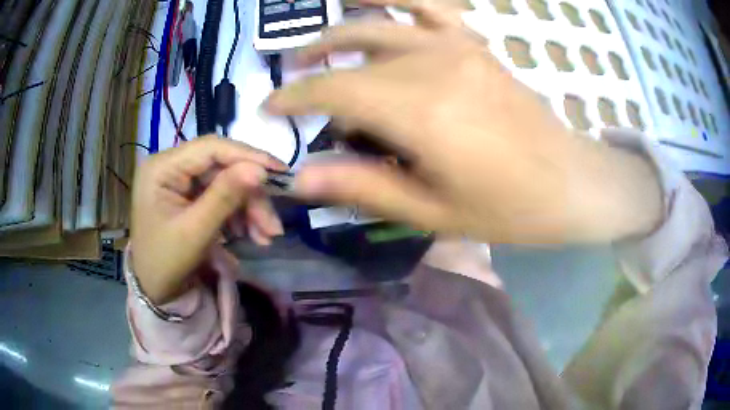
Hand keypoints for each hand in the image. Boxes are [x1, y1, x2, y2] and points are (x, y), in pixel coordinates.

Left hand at [130, 137, 286, 304]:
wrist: (156, 292)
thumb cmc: (165, 263)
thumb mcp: (195, 231)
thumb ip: (225, 196)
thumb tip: (260, 170)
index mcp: (162, 167)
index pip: (210, 148)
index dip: (247, 156)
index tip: (280, 172)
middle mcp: (171, 166)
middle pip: (222, 167)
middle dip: (250, 195)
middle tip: (273, 225)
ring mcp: (181, 181)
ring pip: (226, 182)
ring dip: (249, 208)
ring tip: (266, 236)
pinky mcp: (190, 195)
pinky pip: (222, 196)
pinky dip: (240, 214)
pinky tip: (252, 234)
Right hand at [266, 0, 662, 243]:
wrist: (569, 183)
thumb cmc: (507, 209)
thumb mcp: (433, 212)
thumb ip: (363, 188)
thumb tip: (301, 179)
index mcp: (420, 112)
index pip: (334, 90)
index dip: (294, 96)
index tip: (269, 106)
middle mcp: (432, 65)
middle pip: (352, 55)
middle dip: (311, 66)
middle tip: (288, 79)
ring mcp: (457, 47)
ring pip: (381, 24)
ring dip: (340, 31)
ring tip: (315, 44)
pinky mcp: (476, 45)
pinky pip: (430, 7)